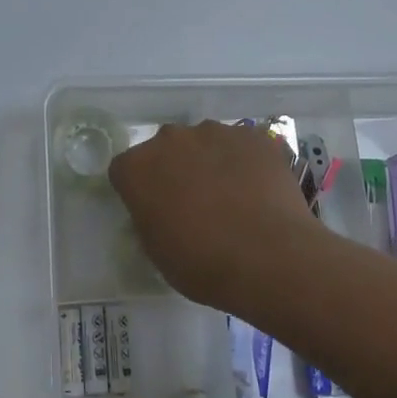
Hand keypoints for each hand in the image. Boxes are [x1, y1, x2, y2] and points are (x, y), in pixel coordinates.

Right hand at [108, 120, 324, 309]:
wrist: (270, 260)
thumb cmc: (202, 265)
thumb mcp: (157, 251)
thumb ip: (150, 218)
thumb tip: (160, 211)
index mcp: (137, 167)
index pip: (126, 170)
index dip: (139, 191)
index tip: (155, 212)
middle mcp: (170, 138)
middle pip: (166, 149)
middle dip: (174, 170)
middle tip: (194, 204)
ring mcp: (215, 132)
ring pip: (205, 143)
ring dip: (210, 162)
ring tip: (233, 198)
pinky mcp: (253, 136)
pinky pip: (241, 146)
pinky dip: (245, 162)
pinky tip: (259, 191)